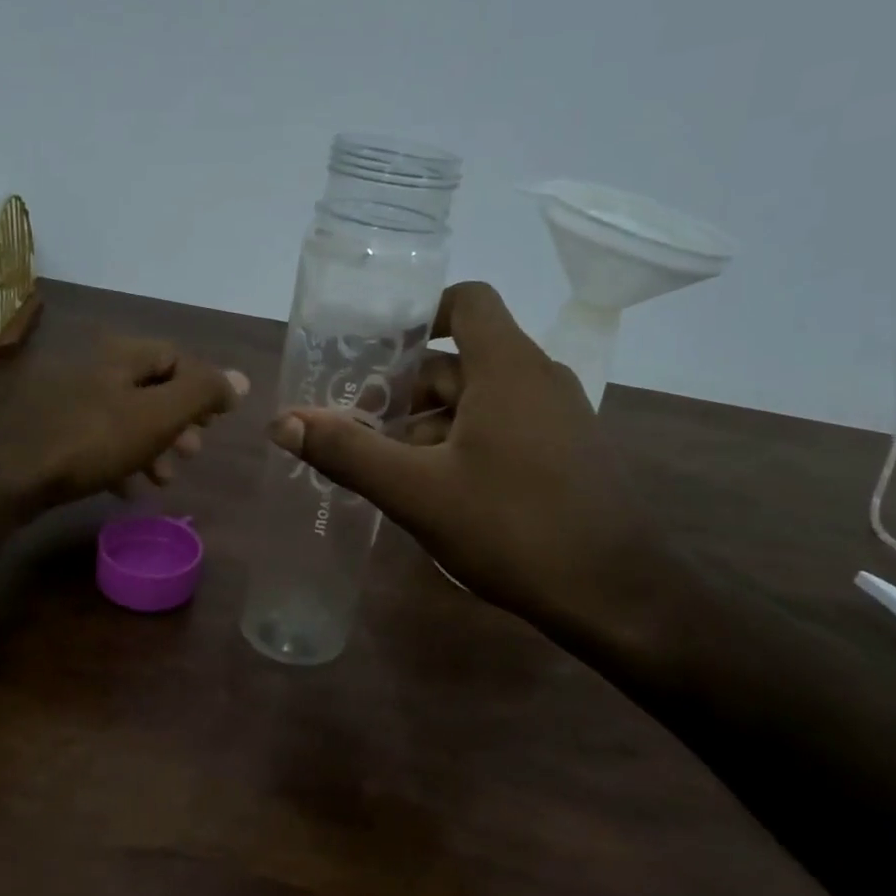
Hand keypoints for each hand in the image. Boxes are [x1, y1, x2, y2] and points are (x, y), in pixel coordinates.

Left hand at [0, 337, 248, 513]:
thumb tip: (240, 378)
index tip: (217, 423)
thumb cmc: (93, 441)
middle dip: (178, 423)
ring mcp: (66, 399)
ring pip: (125, 417)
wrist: (8, 474)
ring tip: (164, 479)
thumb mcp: (157, 416)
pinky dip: (119, 460)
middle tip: (193, 453)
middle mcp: (93, 368)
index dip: (203, 387)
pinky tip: (126, 490)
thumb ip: (201, 394)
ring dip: (152, 446)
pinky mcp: (48, 430)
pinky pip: (97, 439)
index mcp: (120, 356)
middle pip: (151, 389)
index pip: (176, 358)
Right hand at [267, 282, 674, 654]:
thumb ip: (347, 452)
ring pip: (480, 400)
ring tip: (388, 468)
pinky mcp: (566, 453)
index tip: (376, 353)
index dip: (420, 315)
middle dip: (406, 391)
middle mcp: (538, 378)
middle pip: (461, 360)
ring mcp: (559, 417)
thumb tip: (282, 421)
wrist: (614, 594)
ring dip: (430, 424)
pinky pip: (504, 427)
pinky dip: (463, 443)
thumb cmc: (512, 528)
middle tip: (359, 428)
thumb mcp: (417, 492)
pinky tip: (436, 491)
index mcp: (507, 368)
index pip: (467, 301)